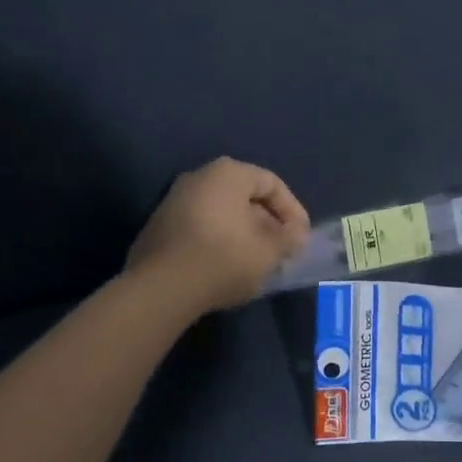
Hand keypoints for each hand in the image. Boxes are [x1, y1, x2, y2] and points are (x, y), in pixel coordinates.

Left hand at [126, 157, 311, 313]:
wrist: (161, 288)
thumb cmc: (224, 258)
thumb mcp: (269, 251)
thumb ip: (289, 238)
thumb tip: (295, 234)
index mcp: (227, 174)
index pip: (271, 183)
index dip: (293, 211)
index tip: (301, 239)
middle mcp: (198, 177)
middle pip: (245, 196)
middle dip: (268, 223)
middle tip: (281, 250)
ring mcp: (174, 201)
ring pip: (222, 212)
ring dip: (245, 233)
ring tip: (258, 261)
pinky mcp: (159, 227)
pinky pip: (201, 227)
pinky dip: (220, 241)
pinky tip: (228, 267)